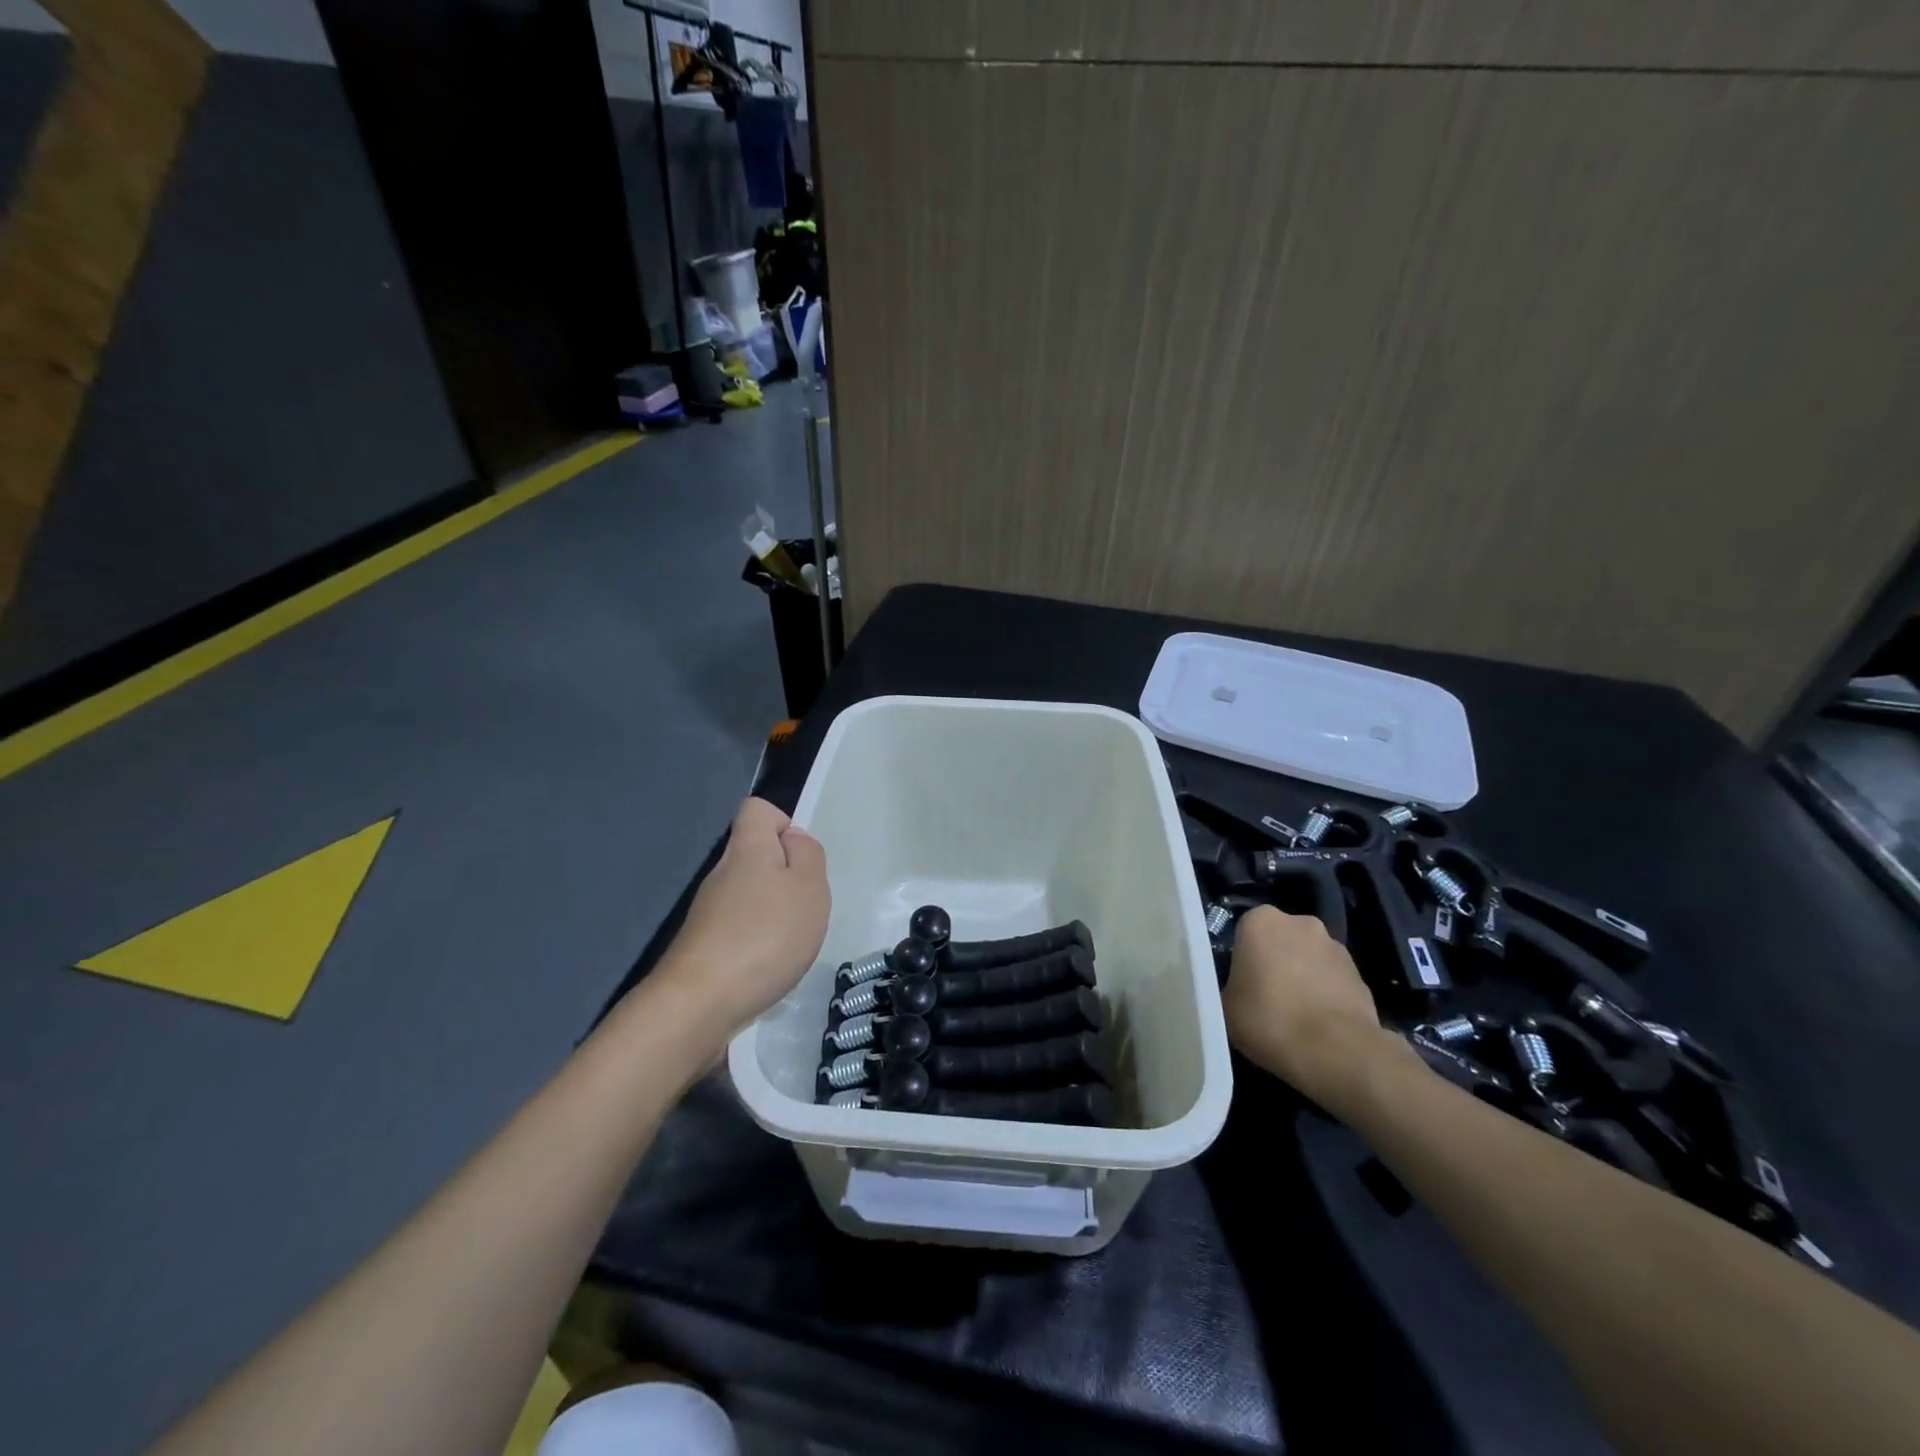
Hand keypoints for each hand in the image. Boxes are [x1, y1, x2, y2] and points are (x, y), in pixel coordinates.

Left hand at [655, 798, 829, 1037]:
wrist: (699, 1005)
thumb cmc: (765, 936)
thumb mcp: (809, 887)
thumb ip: (808, 855)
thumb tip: (793, 840)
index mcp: (747, 850)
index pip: (756, 810)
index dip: (783, 823)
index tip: (802, 859)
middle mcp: (722, 873)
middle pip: (755, 855)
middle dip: (786, 876)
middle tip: (805, 907)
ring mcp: (709, 912)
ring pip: (749, 894)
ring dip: (775, 913)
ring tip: (790, 942)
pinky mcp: (705, 946)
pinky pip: (740, 928)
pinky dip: (759, 942)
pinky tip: (769, 967)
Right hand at [1223, 906, 1397, 1104]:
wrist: (1337, 1052)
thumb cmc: (1269, 1019)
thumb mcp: (1224, 1004)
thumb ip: (1229, 983)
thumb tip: (1238, 985)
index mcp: (1261, 921)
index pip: (1244, 930)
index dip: (1241, 956)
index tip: (1239, 981)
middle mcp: (1300, 922)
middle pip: (1279, 939)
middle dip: (1274, 960)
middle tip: (1265, 995)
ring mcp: (1335, 946)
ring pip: (1307, 957)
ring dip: (1301, 975)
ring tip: (1295, 1013)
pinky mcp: (1360, 974)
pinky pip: (1331, 979)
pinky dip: (1324, 993)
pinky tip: (1318, 1023)